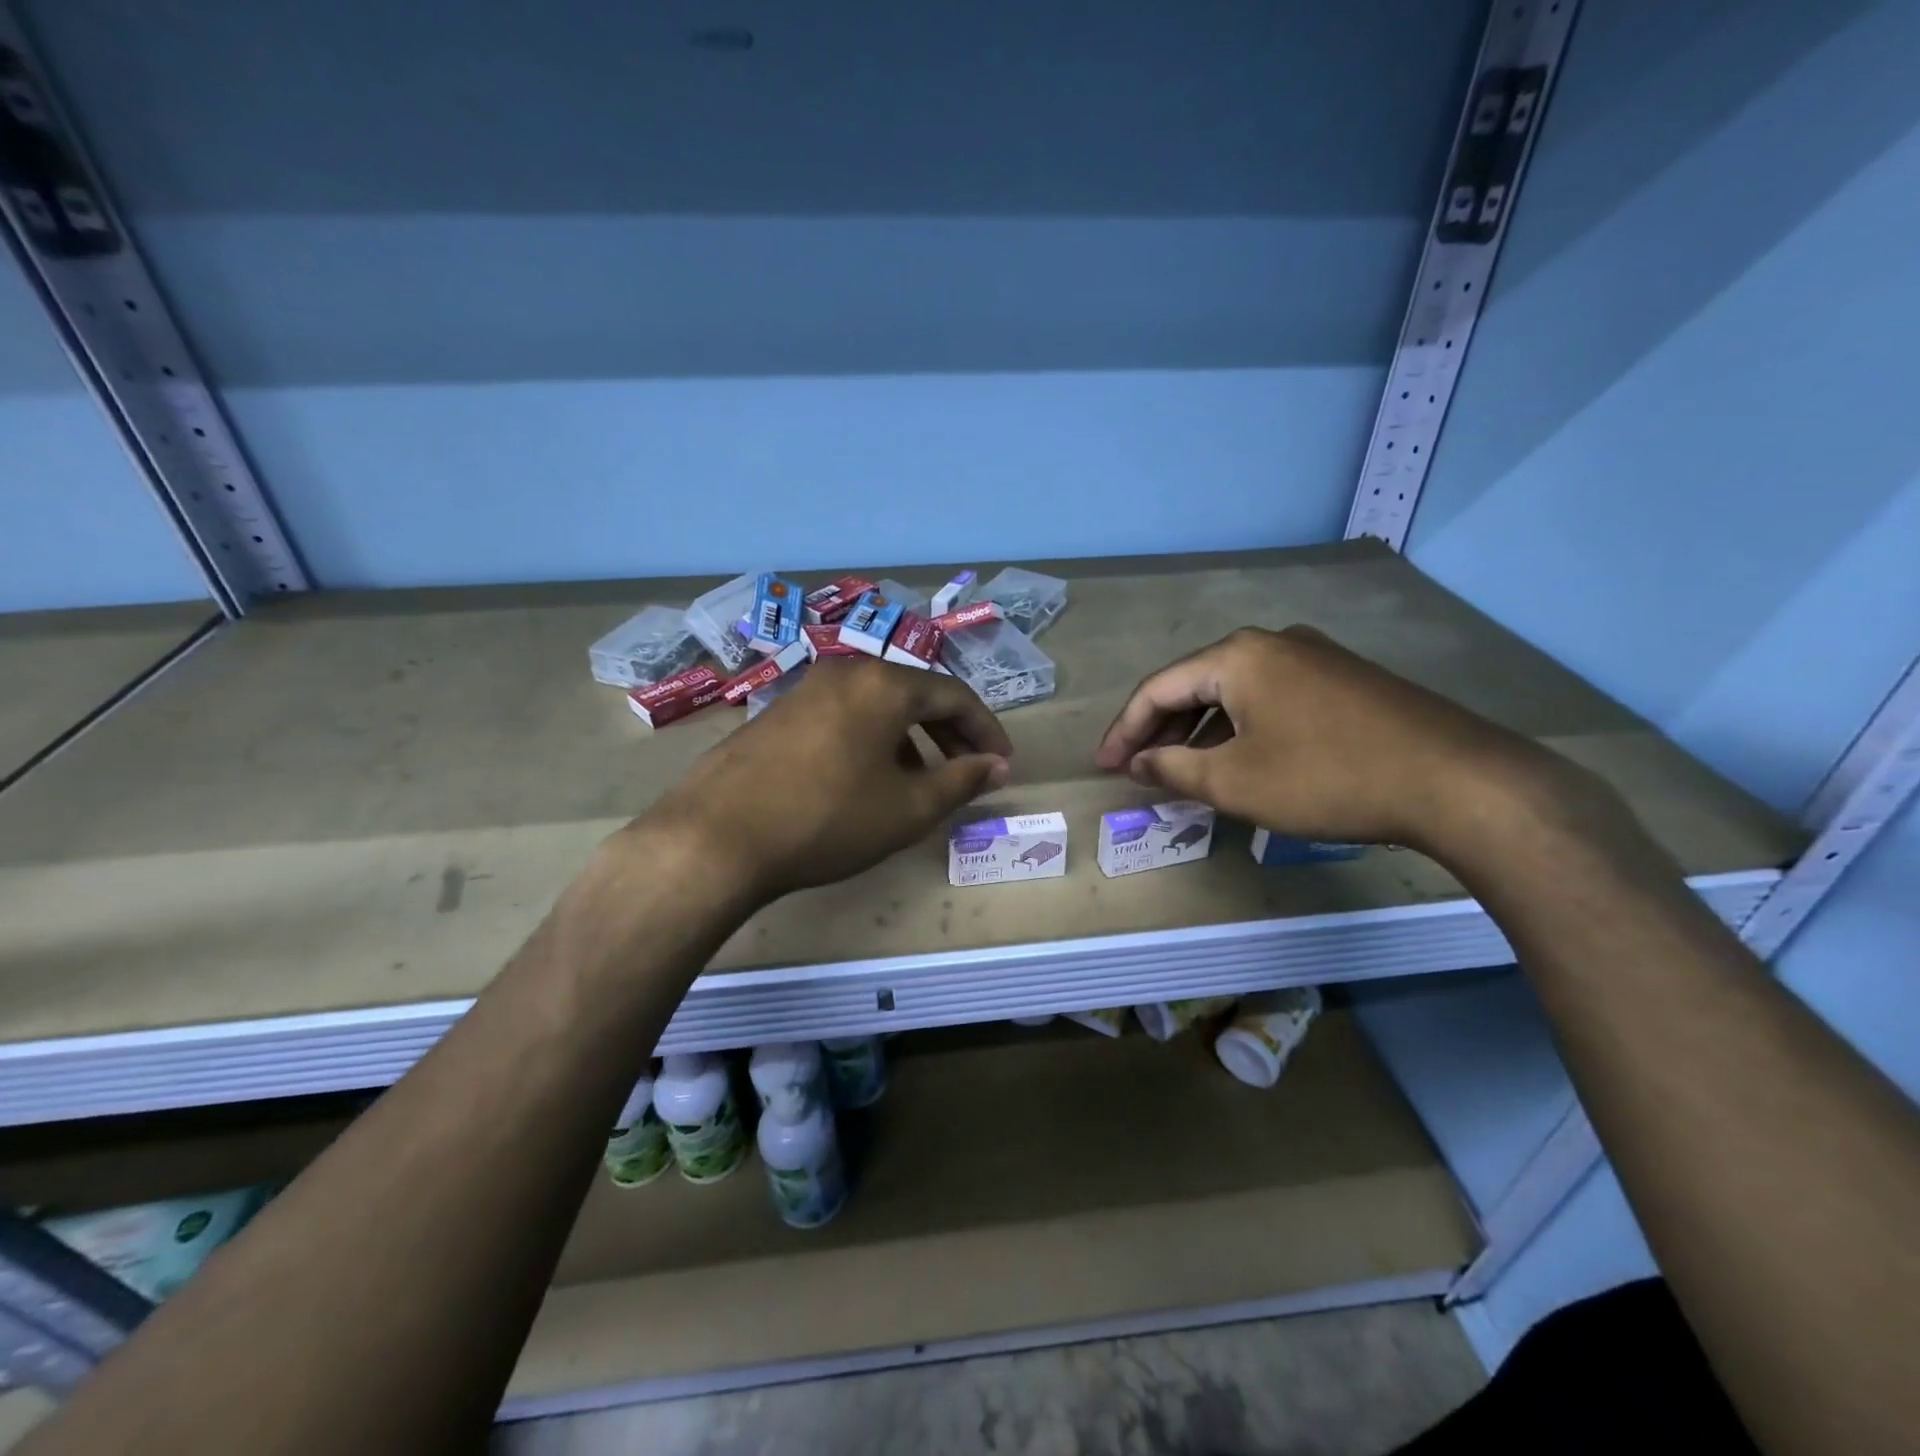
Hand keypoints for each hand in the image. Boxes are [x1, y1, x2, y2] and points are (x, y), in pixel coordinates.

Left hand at [640, 656, 1012, 901]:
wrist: (717, 837)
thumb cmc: (828, 819)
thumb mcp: (907, 808)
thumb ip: (961, 781)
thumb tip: (996, 766)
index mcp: (883, 683)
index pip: (954, 695)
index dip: (986, 730)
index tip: (1002, 764)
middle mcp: (845, 672)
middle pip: (915, 695)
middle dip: (950, 734)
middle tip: (969, 773)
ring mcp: (805, 690)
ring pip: (877, 706)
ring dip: (910, 739)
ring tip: (921, 782)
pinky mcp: (777, 713)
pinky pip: (844, 717)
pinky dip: (872, 741)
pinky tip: (868, 780)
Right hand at [1093, 625, 1553, 851]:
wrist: (1456, 781)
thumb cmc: (1326, 777)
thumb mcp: (1234, 782)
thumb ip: (1172, 769)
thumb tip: (1138, 763)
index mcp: (1236, 656)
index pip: (1158, 689)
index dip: (1124, 731)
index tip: (1104, 768)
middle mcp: (1271, 643)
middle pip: (1194, 685)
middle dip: (1159, 730)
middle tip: (1136, 770)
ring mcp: (1313, 657)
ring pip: (1233, 693)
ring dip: (1199, 732)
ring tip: (1179, 771)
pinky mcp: (1343, 681)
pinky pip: (1269, 700)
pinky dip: (1239, 729)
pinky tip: (1237, 760)